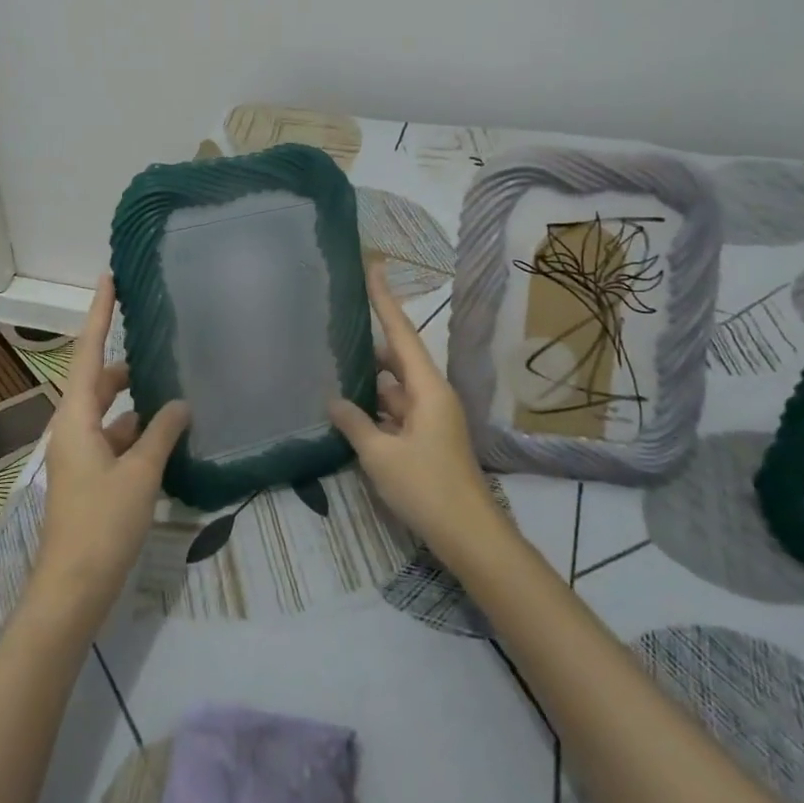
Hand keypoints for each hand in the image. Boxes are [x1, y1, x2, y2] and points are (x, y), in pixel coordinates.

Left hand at [31, 275, 189, 621]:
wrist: (72, 589)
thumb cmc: (102, 523)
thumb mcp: (140, 473)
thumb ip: (162, 431)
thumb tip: (180, 403)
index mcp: (75, 417)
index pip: (87, 351)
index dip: (99, 313)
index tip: (109, 278)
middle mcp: (73, 427)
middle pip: (100, 380)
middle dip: (128, 361)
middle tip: (162, 340)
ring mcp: (81, 454)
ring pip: (111, 411)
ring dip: (138, 400)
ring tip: (176, 386)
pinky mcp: (91, 477)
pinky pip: (116, 438)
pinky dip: (139, 431)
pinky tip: (170, 434)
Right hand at [329, 265, 497, 557]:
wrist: (469, 536)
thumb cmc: (427, 488)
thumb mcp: (381, 455)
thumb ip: (355, 423)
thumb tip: (334, 399)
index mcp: (427, 388)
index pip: (400, 333)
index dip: (385, 299)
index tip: (374, 266)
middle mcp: (431, 395)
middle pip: (398, 357)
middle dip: (370, 341)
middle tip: (338, 322)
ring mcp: (431, 418)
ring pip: (395, 387)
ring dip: (370, 380)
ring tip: (334, 364)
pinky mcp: (427, 439)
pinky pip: (397, 411)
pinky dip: (376, 407)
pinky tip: (349, 410)